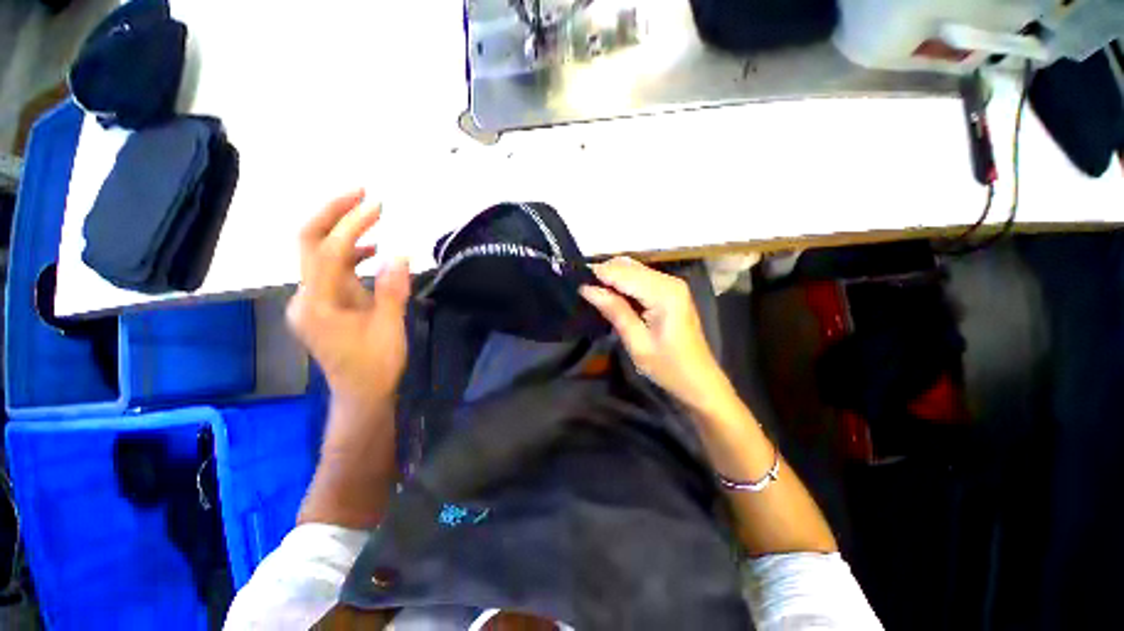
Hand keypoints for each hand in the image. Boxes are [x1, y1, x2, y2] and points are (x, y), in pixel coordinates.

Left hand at [287, 190, 410, 412]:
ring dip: (343, 232)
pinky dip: (349, 255)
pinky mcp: (321, 305)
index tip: (377, 205)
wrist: (361, 394)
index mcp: (319, 304)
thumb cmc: (377, 364)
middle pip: (309, 243)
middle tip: (361, 193)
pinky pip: (330, 271)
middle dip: (333, 213)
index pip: (329, 252)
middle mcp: (305, 297)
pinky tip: (371, 252)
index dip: (352, 225)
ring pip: (319, 255)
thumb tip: (400, 253)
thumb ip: (392, 289)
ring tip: (370, 215)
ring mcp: (310, 301)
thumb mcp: (390, 326)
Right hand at [580, 257, 732, 411]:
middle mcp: (669, 280)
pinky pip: (640, 278)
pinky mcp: (670, 291)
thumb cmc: (668, 367)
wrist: (699, 380)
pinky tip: (612, 296)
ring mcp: (672, 284)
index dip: (597, 274)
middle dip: (604, 274)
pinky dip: (623, 283)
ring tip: (593, 293)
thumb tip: (587, 288)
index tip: (575, 282)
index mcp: (664, 292)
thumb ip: (614, 311)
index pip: (623, 273)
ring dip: (612, 278)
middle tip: (583, 291)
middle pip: (628, 266)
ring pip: (633, 269)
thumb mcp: (637, 342)